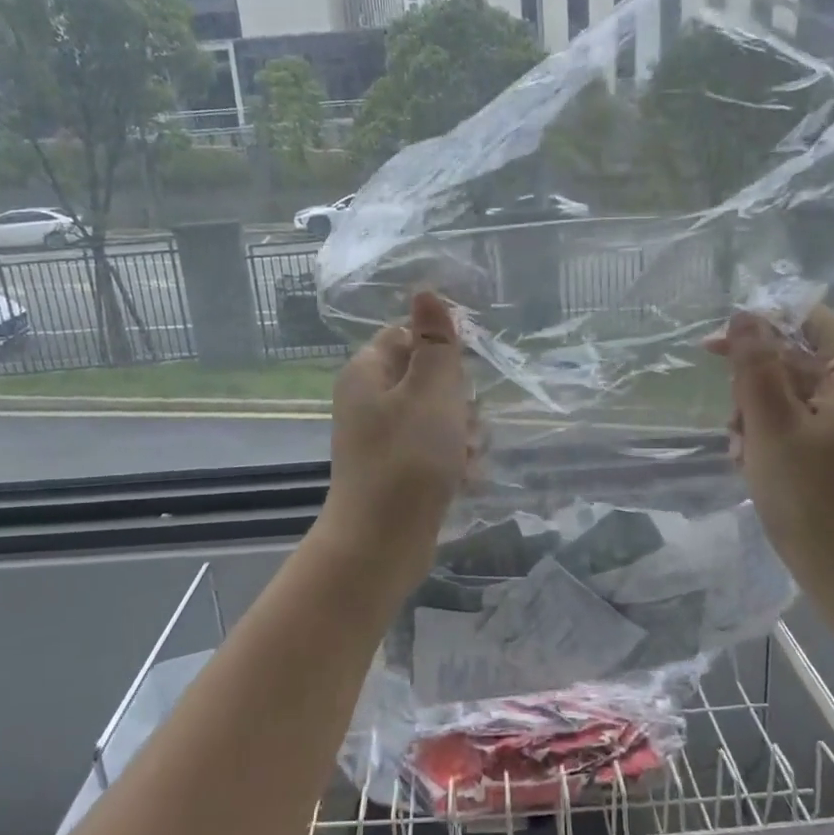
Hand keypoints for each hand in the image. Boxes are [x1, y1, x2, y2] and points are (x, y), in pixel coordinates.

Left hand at [320, 291, 473, 586]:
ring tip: (465, 458)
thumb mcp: (430, 392)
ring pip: (440, 417)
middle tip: (462, 424)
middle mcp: (371, 401)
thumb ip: (435, 341)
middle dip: (459, 400)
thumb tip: (425, 291)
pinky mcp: (400, 471)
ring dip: (463, 434)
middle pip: (430, 377)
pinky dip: (455, 462)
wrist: (382, 543)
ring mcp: (385, 438)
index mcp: (368, 372)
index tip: (463, 374)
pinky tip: (465, 480)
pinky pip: (437, 451)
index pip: (408, 335)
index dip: (442, 349)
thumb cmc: (408, 459)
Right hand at [705, 306, 833, 601]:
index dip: (757, 328)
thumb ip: (754, 365)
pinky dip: (772, 437)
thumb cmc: (811, 495)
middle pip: (793, 358)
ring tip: (743, 455)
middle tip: (735, 427)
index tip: (712, 351)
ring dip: (756, 417)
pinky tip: (754, 464)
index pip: (805, 319)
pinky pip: (800, 422)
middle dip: (753, 388)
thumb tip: (743, 315)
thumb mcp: (770, 424)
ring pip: (789, 393)